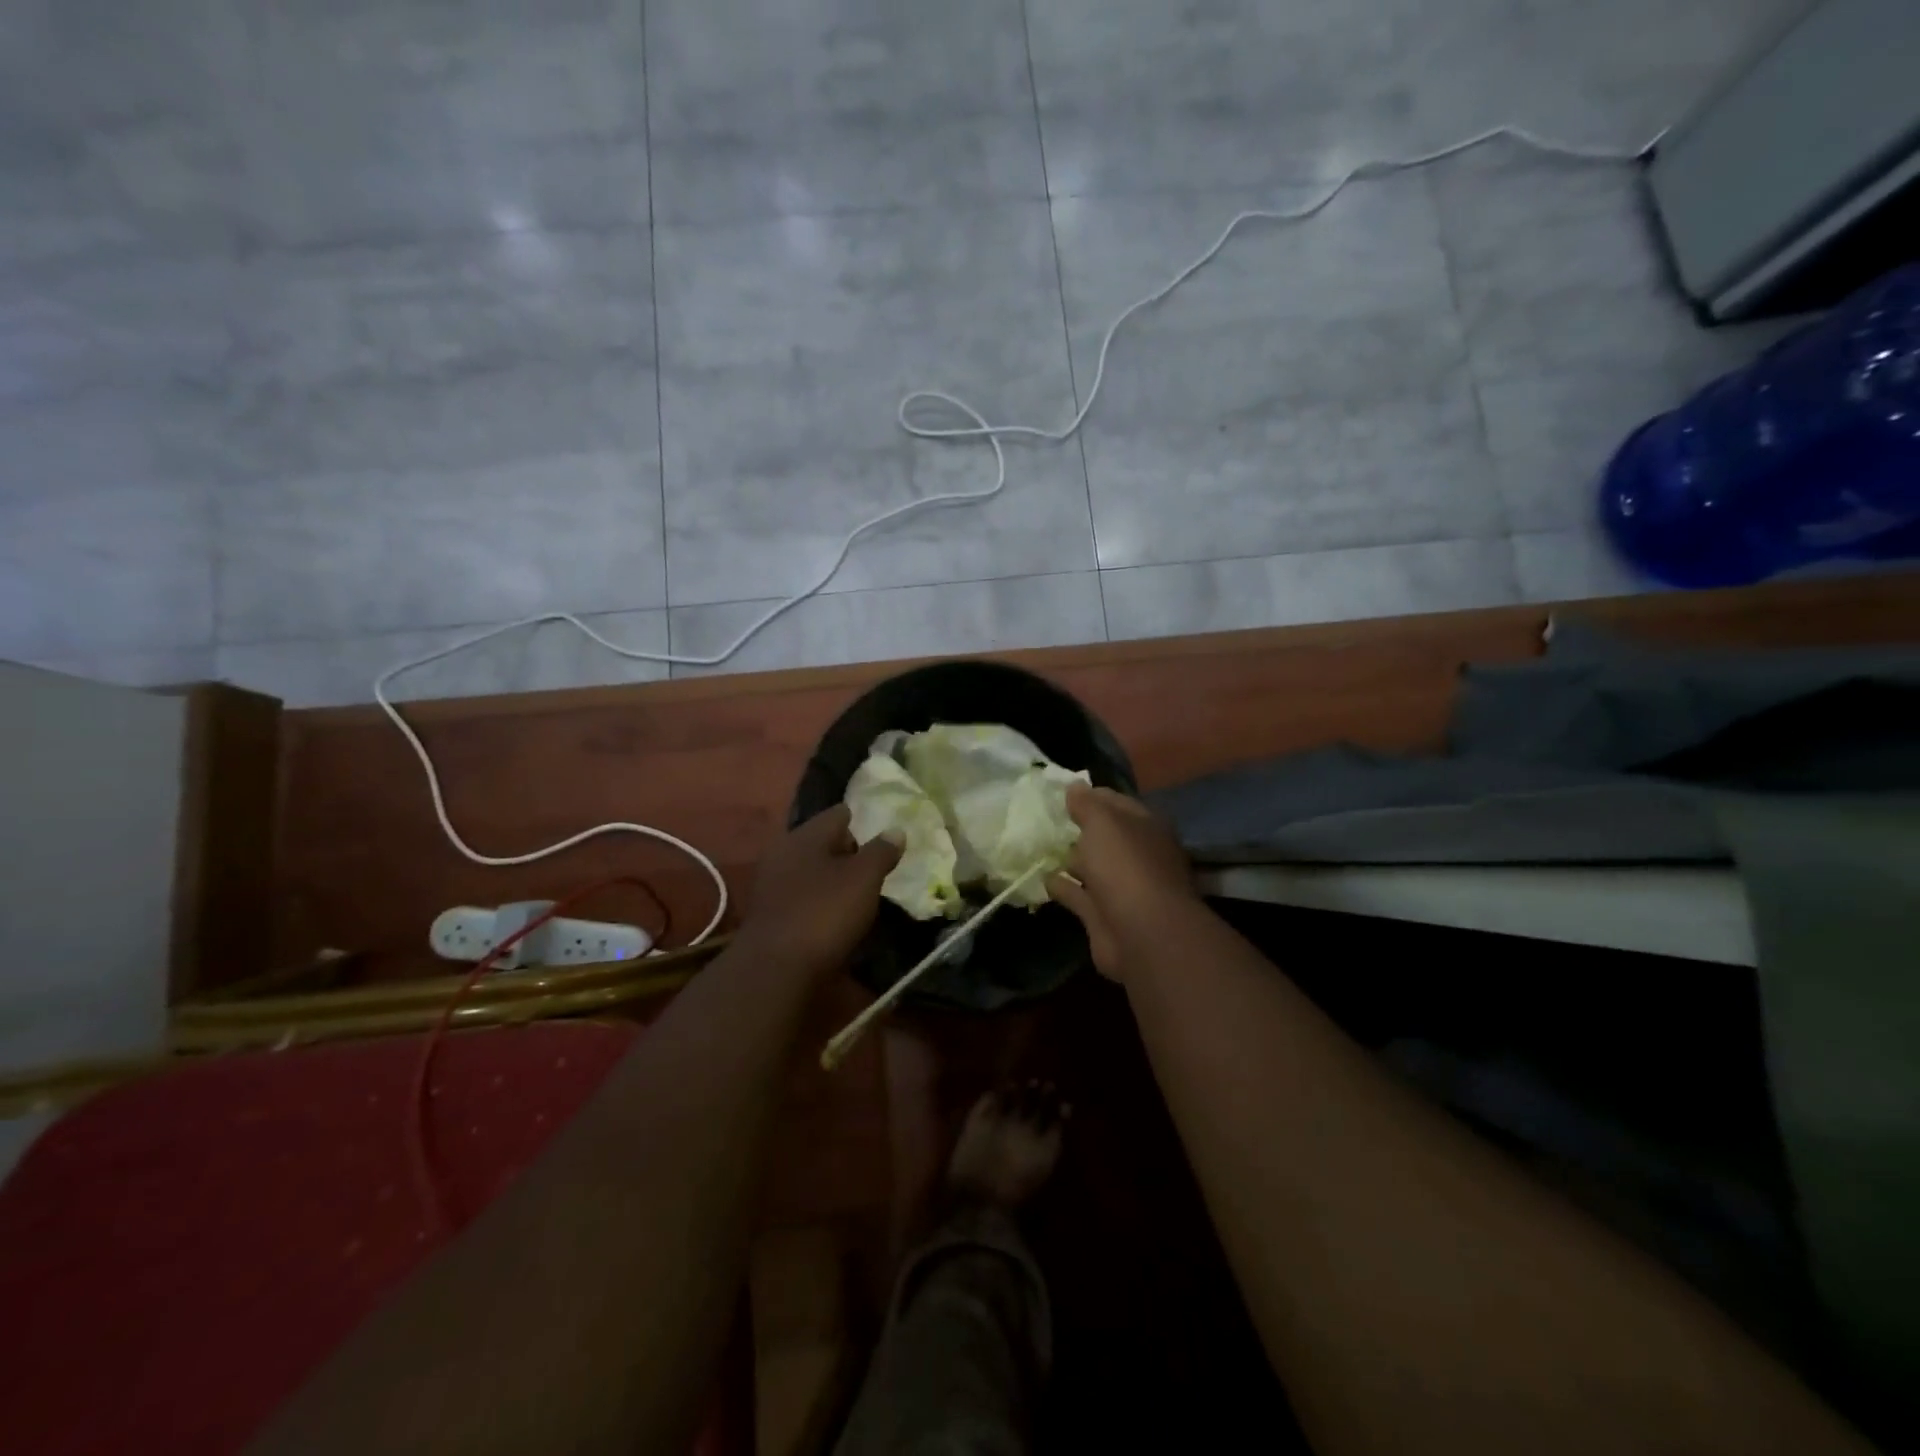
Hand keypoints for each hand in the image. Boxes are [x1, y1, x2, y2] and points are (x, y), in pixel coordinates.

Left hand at [735, 805, 901, 977]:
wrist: (774, 971)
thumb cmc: (823, 914)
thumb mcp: (863, 879)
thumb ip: (881, 851)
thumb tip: (896, 830)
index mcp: (804, 835)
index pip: (838, 814)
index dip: (863, 821)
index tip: (885, 834)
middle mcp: (783, 852)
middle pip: (823, 842)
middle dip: (848, 851)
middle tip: (878, 865)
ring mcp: (771, 884)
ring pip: (812, 870)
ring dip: (834, 878)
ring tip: (863, 892)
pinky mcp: (770, 914)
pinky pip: (803, 896)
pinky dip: (820, 900)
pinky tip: (837, 914)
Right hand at [1048, 785, 1197, 980]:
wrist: (1141, 933)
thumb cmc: (1126, 866)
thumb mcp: (1104, 822)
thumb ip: (1087, 804)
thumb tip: (1074, 786)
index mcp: (1146, 827)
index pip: (1116, 803)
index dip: (1091, 795)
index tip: (1062, 792)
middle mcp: (1137, 855)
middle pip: (1105, 836)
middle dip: (1080, 828)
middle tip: (1046, 818)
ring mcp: (1122, 888)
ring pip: (1092, 867)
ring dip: (1071, 858)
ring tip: (1038, 845)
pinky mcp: (1104, 915)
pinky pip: (1078, 895)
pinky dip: (1063, 886)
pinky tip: (1041, 877)